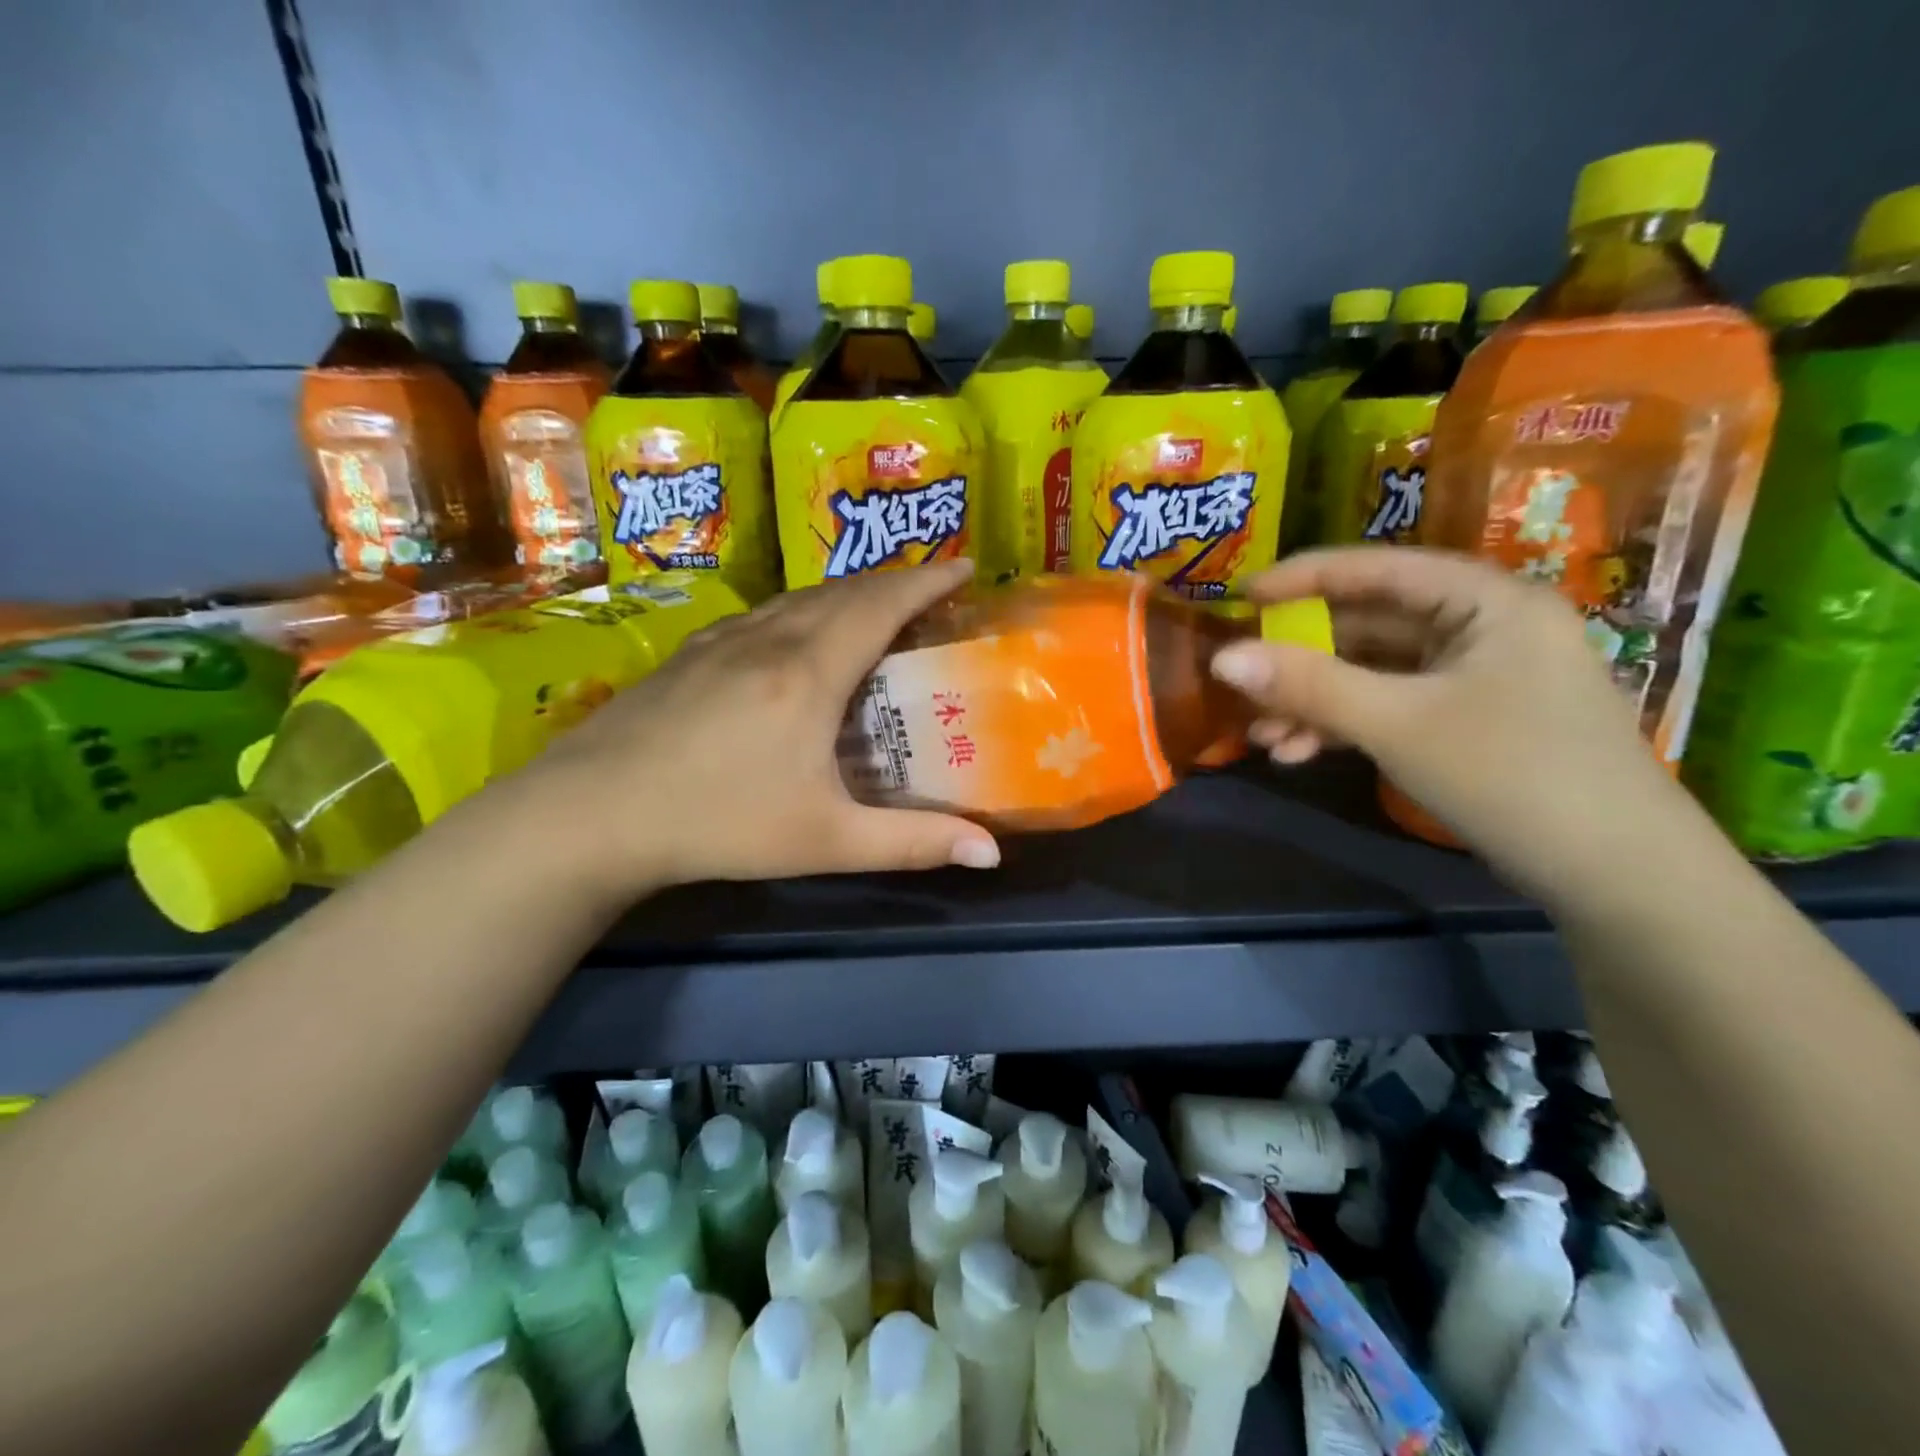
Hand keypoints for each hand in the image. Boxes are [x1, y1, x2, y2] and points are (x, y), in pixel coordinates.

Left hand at [524, 560, 1000, 899]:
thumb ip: (912, 843)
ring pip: (800, 597)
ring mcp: (722, 641)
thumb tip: (992, 855)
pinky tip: (797, 635)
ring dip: (849, 592)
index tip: (967, 566)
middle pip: (844, 591)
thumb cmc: (720, 822)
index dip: (929, 580)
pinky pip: (765, 613)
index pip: (882, 604)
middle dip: (896, 581)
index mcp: (809, 672)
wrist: (591, 814)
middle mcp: (770, 640)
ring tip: (877, 607)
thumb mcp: (826, 840)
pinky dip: (803, 609)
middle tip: (933, 592)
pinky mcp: (690, 654)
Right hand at [1209, 547, 1699, 902]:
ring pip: (1374, 672)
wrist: (1619, 878)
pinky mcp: (1469, 721)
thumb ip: (1308, 686)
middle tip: (1244, 682)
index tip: (1241, 597)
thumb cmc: (1513, 776)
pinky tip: (1301, 753)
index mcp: (1486, 601)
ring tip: (1265, 738)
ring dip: (1316, 701)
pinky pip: (1391, 706)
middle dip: (1301, 660)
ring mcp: (1477, 677)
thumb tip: (1221, 659)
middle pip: (1370, 625)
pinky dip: (1345, 725)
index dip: (1303, 578)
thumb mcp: (1398, 725)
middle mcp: (1483, 627)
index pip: (1379, 568)